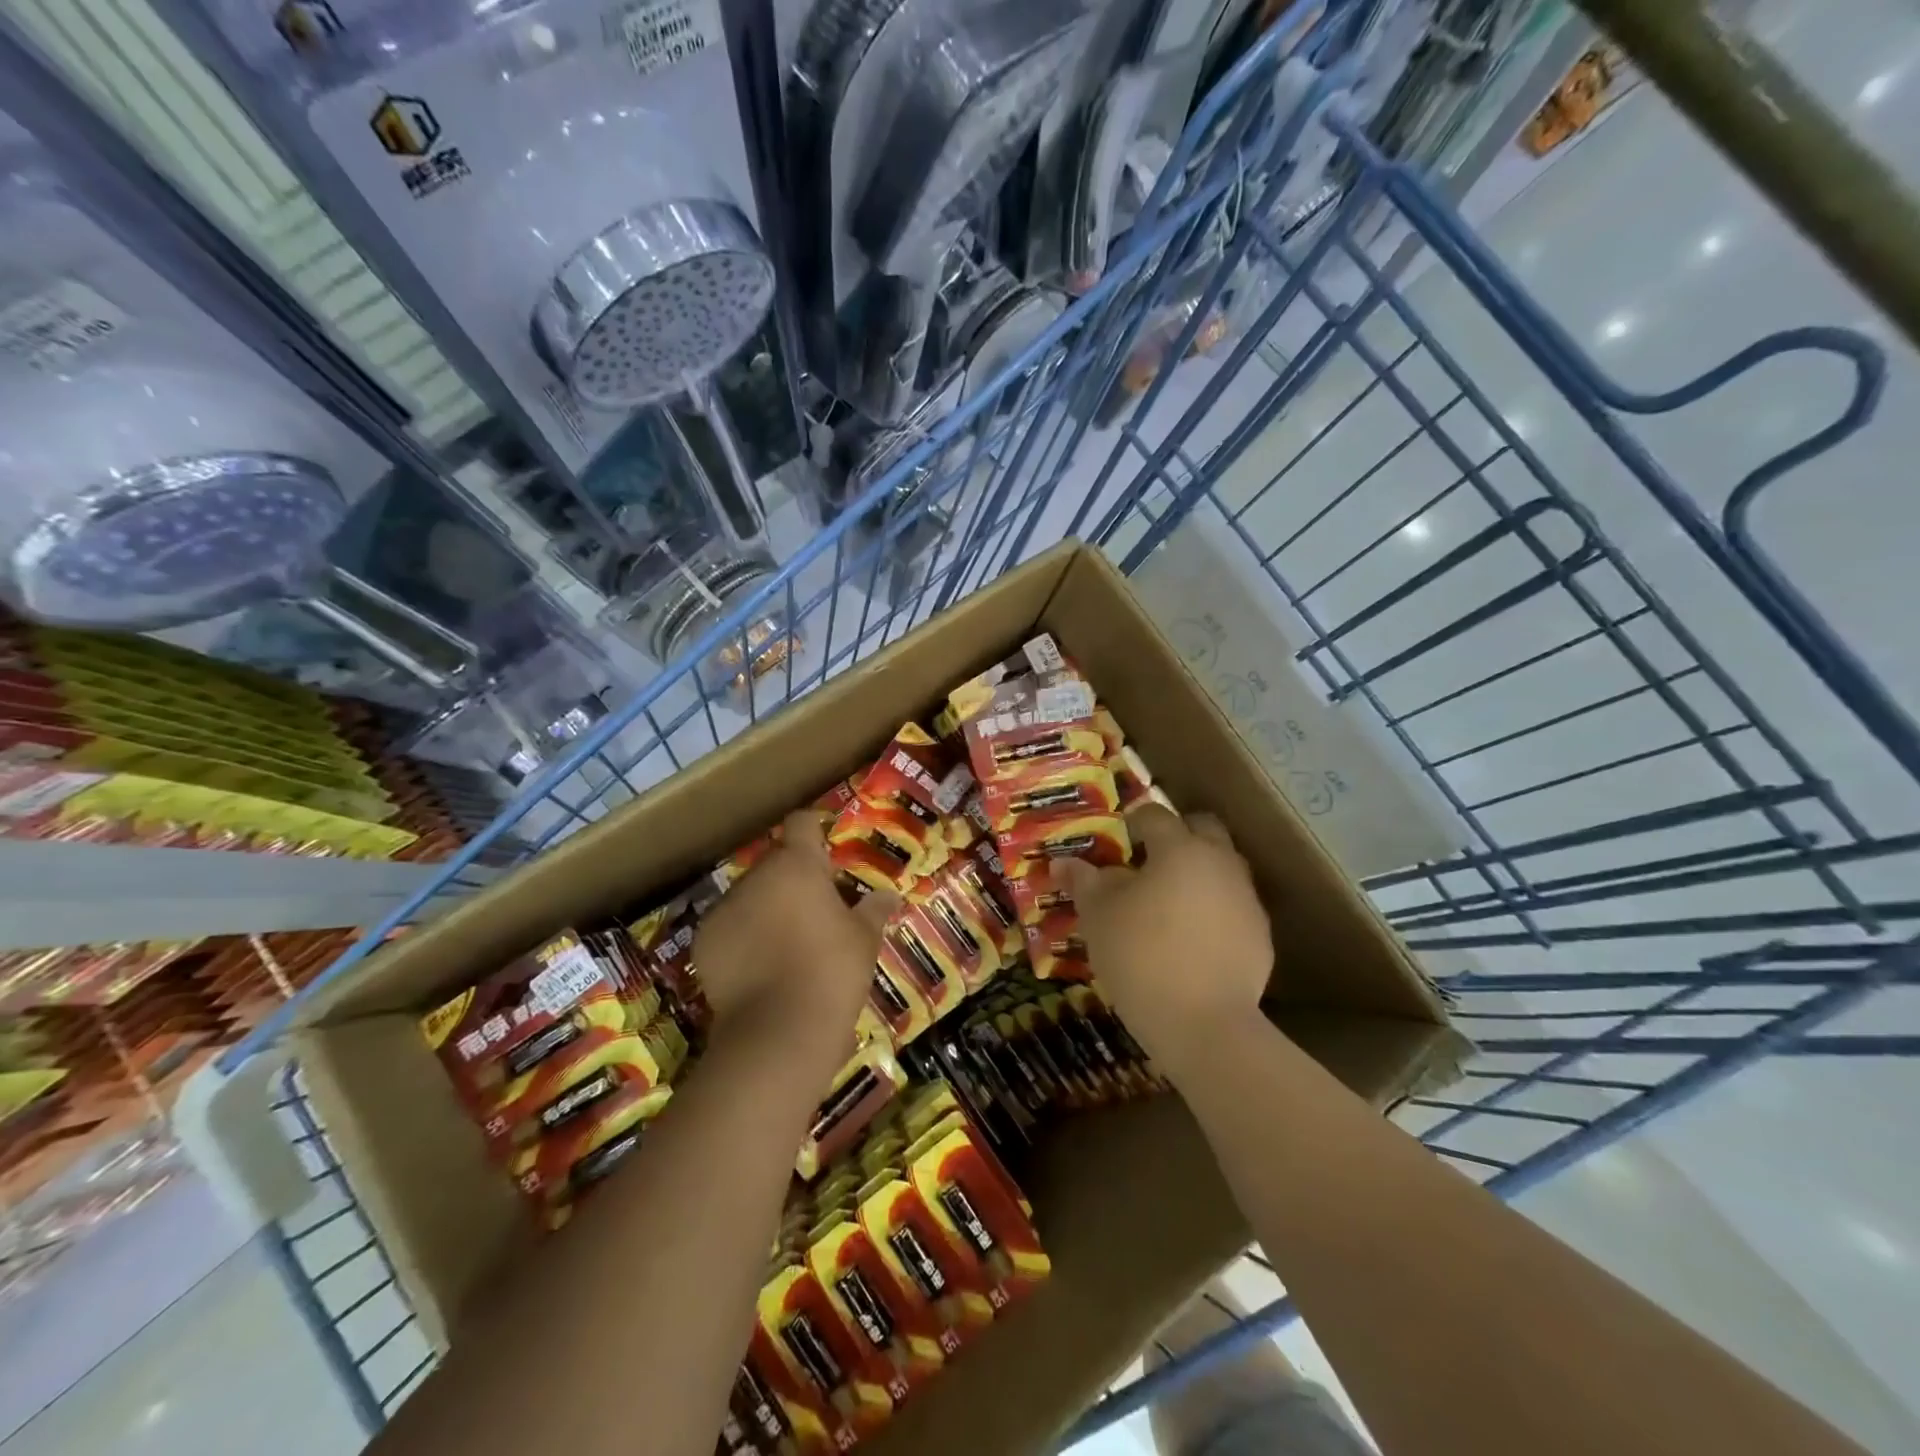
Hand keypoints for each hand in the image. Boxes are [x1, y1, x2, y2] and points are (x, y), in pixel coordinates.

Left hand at [694, 810, 897, 1056]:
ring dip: (765, 907)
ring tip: (785, 943)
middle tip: (814, 909)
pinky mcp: (703, 941)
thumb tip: (890, 895)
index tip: (824, 848)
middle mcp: (757, 876)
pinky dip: (741, 937)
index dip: (813, 831)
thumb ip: (874, 910)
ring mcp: (725, 908)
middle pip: (775, 863)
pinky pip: (728, 926)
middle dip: (791, 879)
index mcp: (798, 865)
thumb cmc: (833, 971)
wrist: (779, 1029)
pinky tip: (759, 966)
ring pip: (749, 895)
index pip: (801, 823)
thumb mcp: (864, 940)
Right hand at [1058, 805, 1272, 1078]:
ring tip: (1169, 902)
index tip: (1117, 840)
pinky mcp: (1261, 935)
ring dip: (1198, 872)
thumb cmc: (1141, 956)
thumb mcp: (1098, 917)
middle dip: (1177, 835)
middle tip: (1148, 861)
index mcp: (1180, 848)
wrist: (1205, 1025)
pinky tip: (1192, 939)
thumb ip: (1084, 882)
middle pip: (1203, 829)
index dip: (1133, 822)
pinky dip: (1214, 909)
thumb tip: (1064, 862)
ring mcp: (1246, 899)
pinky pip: (1233, 906)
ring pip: (1223, 867)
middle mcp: (1220, 862)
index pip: (1155, 816)